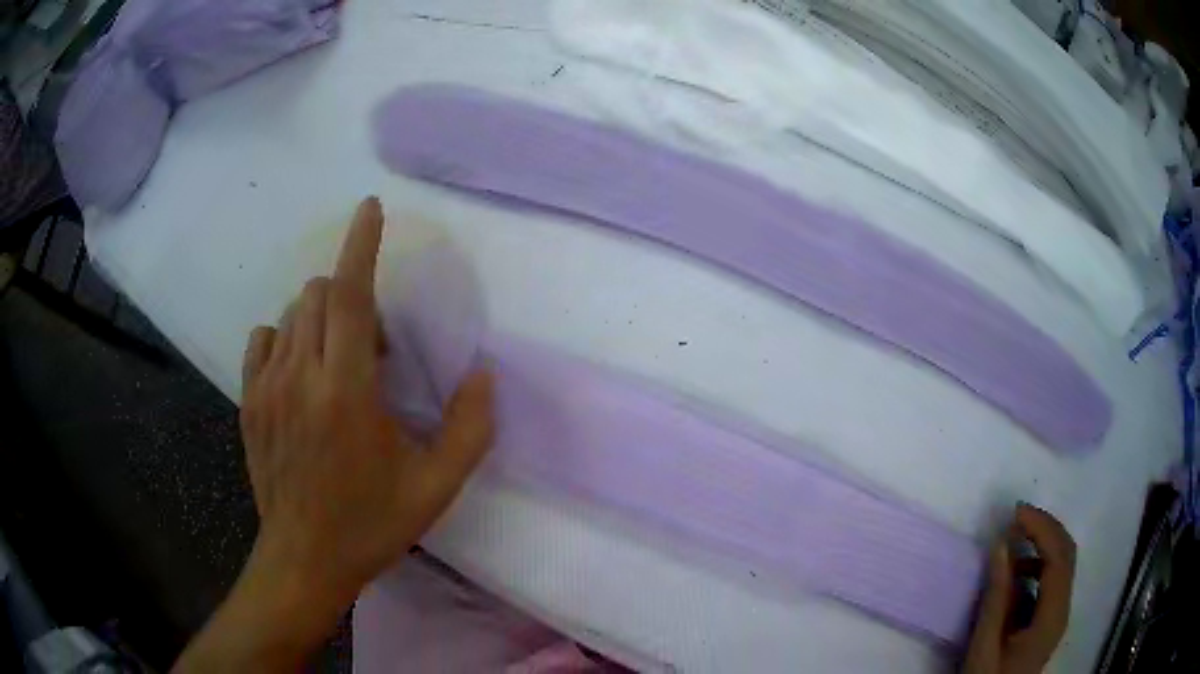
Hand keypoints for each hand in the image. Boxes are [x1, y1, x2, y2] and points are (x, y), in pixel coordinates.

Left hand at [173, 197, 493, 672]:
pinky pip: (265, 337)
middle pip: (320, 293)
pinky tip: (300, 374)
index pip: (350, 295)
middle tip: (372, 353)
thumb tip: (484, 373)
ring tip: (337, 368)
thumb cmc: (370, 524)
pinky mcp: (248, 400)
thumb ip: (470, 429)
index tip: (370, 208)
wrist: (304, 559)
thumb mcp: (435, 487)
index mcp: (346, 392)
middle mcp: (300, 376)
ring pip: (293, 312)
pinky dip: (287, 338)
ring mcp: (266, 386)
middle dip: (353, 299)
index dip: (361, 244)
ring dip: (323, 319)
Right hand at [963, 504, 1075, 673]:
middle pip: (1067, 552)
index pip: (1058, 557)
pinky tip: (1017, 572)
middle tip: (1017, 517)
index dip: (1041, 528)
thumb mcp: (985, 645)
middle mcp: (1063, 607)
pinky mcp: (1051, 616)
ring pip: (1062, 562)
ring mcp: (1059, 611)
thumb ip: (996, 597)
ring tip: (1014, 540)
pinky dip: (1039, 562)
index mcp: (1052, 615)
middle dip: (1045, 527)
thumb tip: (1002, 544)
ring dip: (1043, 542)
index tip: (1015, 513)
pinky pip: (1053, 577)